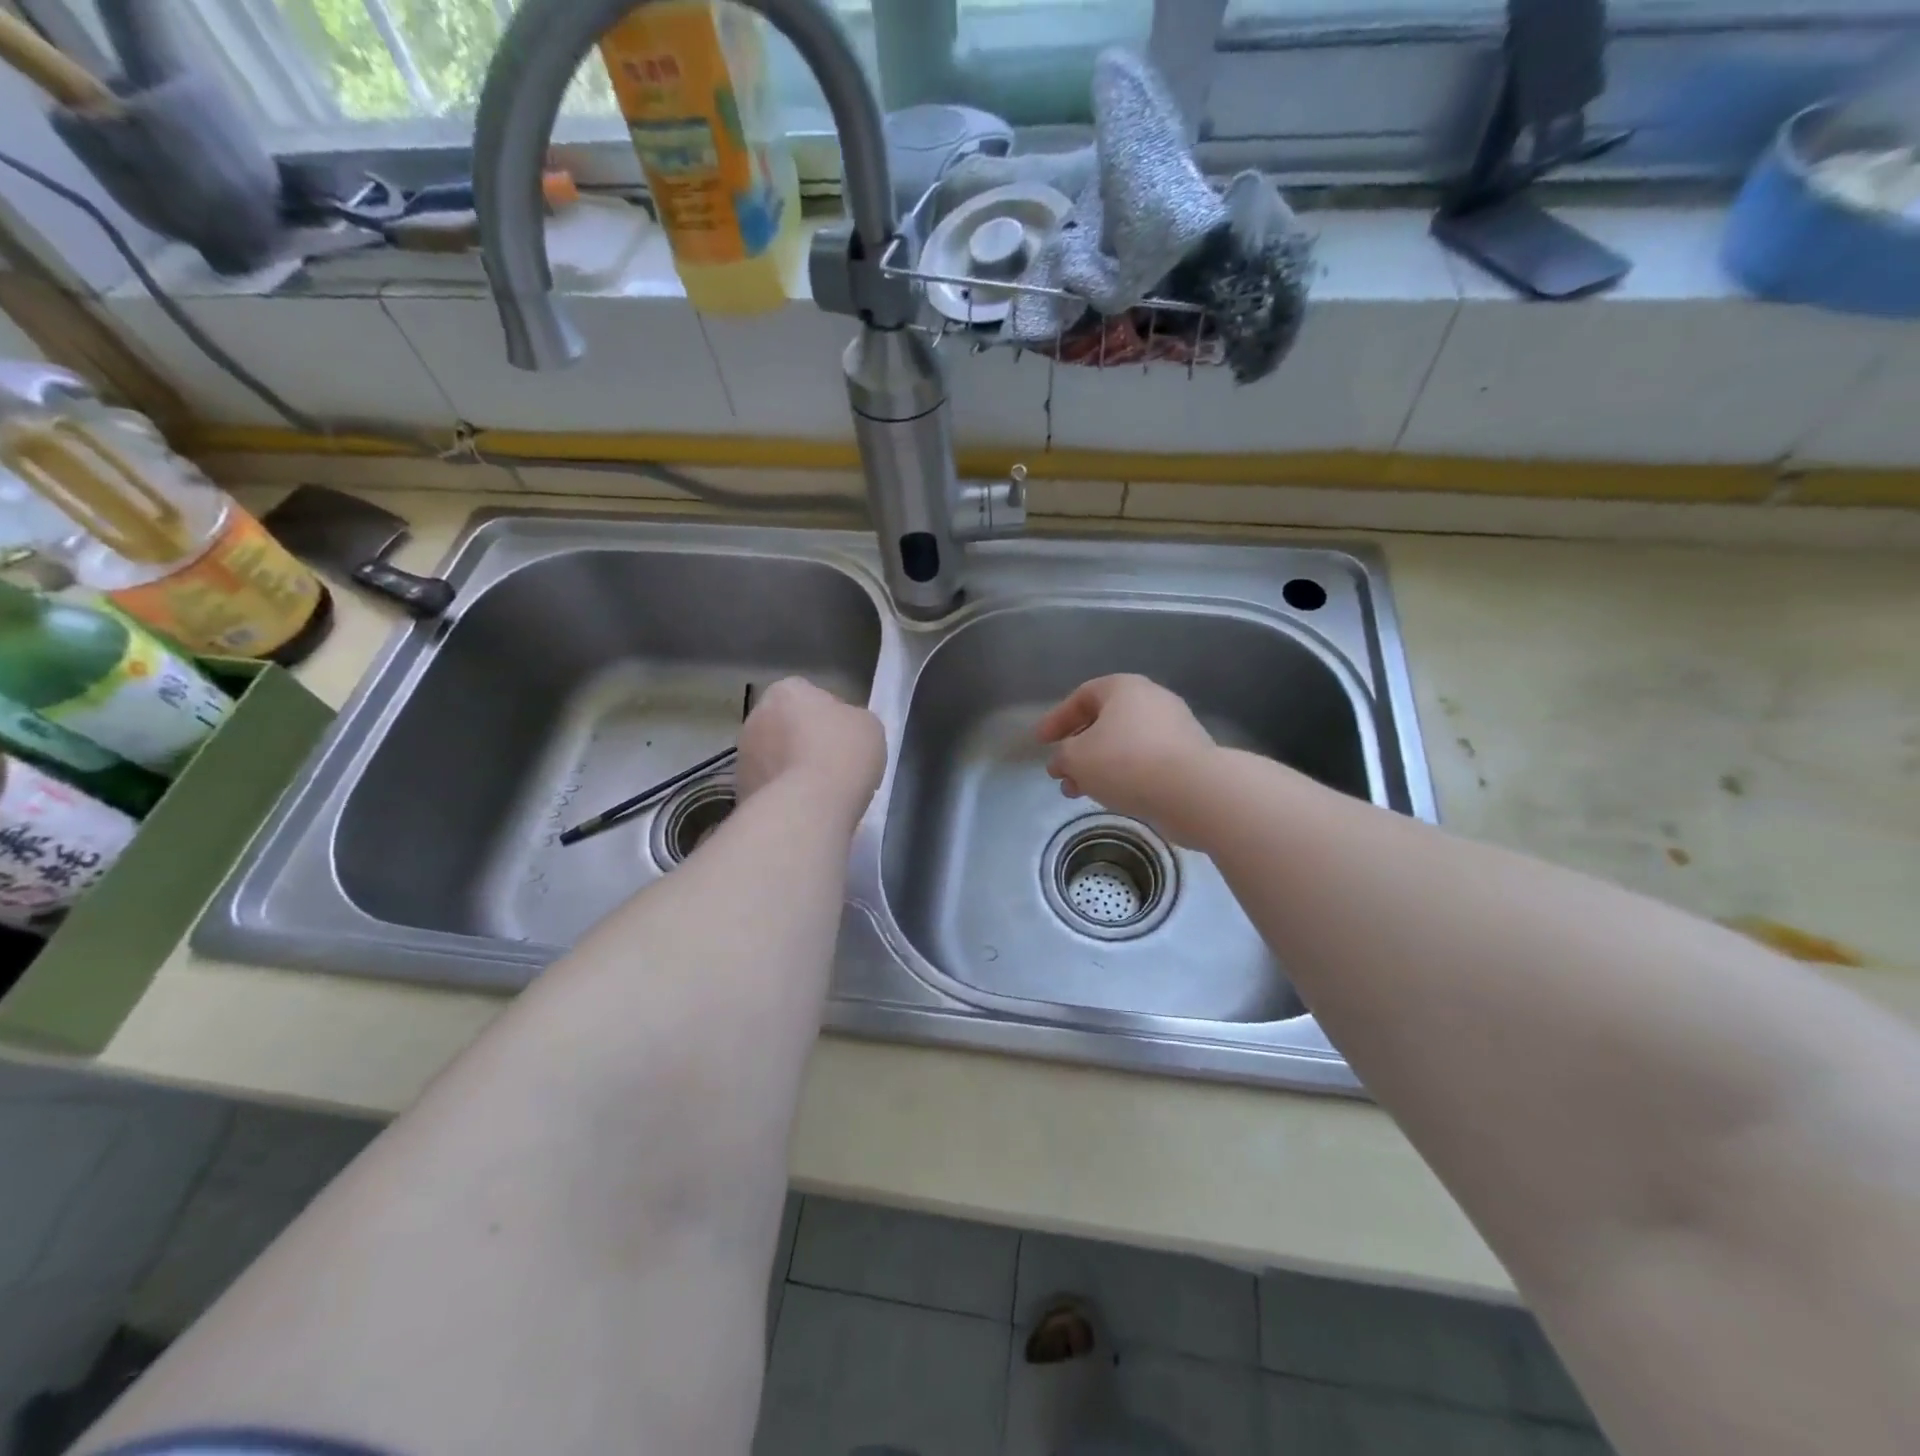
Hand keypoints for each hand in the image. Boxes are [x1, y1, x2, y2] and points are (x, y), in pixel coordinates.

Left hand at [736, 677, 885, 822]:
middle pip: (786, 725)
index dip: (830, 716)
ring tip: (820, 792)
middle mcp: (756, 716)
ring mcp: (743, 756)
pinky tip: (805, 808)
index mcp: (786, 691)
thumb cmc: (842, 754)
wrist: (807, 808)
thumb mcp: (868, 726)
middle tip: (832, 763)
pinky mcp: (740, 791)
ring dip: (790, 768)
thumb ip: (851, 719)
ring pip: (774, 757)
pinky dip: (783, 794)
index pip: (809, 695)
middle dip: (804, 741)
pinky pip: (769, 786)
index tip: (846, 738)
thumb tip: (841, 729)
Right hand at [1037, 675, 1217, 842]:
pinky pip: (1145, 761)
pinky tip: (1111, 796)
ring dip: (1097, 766)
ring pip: (1124, 744)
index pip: (1081, 696)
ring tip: (1079, 792)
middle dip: (1077, 748)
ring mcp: (1174, 728)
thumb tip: (1062, 763)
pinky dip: (1123, 775)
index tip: (1040, 742)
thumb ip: (1062, 757)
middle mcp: (1151, 699)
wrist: (1194, 791)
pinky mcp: (1188, 756)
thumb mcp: (1077, 758)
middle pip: (1104, 721)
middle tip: (1060, 772)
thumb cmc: (1126, 762)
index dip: (1056, 719)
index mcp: (1124, 688)